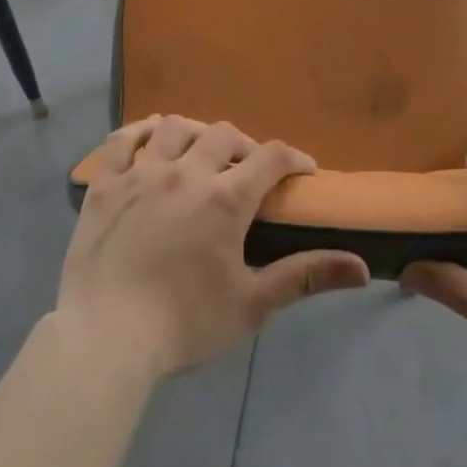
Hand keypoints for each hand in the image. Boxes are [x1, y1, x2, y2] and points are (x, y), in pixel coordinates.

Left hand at [56, 116, 370, 378]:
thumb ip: (304, 276)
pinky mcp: (104, 184)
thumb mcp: (252, 305)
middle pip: (223, 135)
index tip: (303, 169)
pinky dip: (141, 130)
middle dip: (245, 145)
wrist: (106, 337)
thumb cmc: (184, 324)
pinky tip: (152, 135)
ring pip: (175, 128)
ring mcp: (140, 174)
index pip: (270, 158)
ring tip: (202, 152)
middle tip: (249, 169)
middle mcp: (184, 173)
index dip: (293, 157)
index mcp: (224, 200)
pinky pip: (122, 140)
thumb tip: (362, 268)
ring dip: (197, 132)